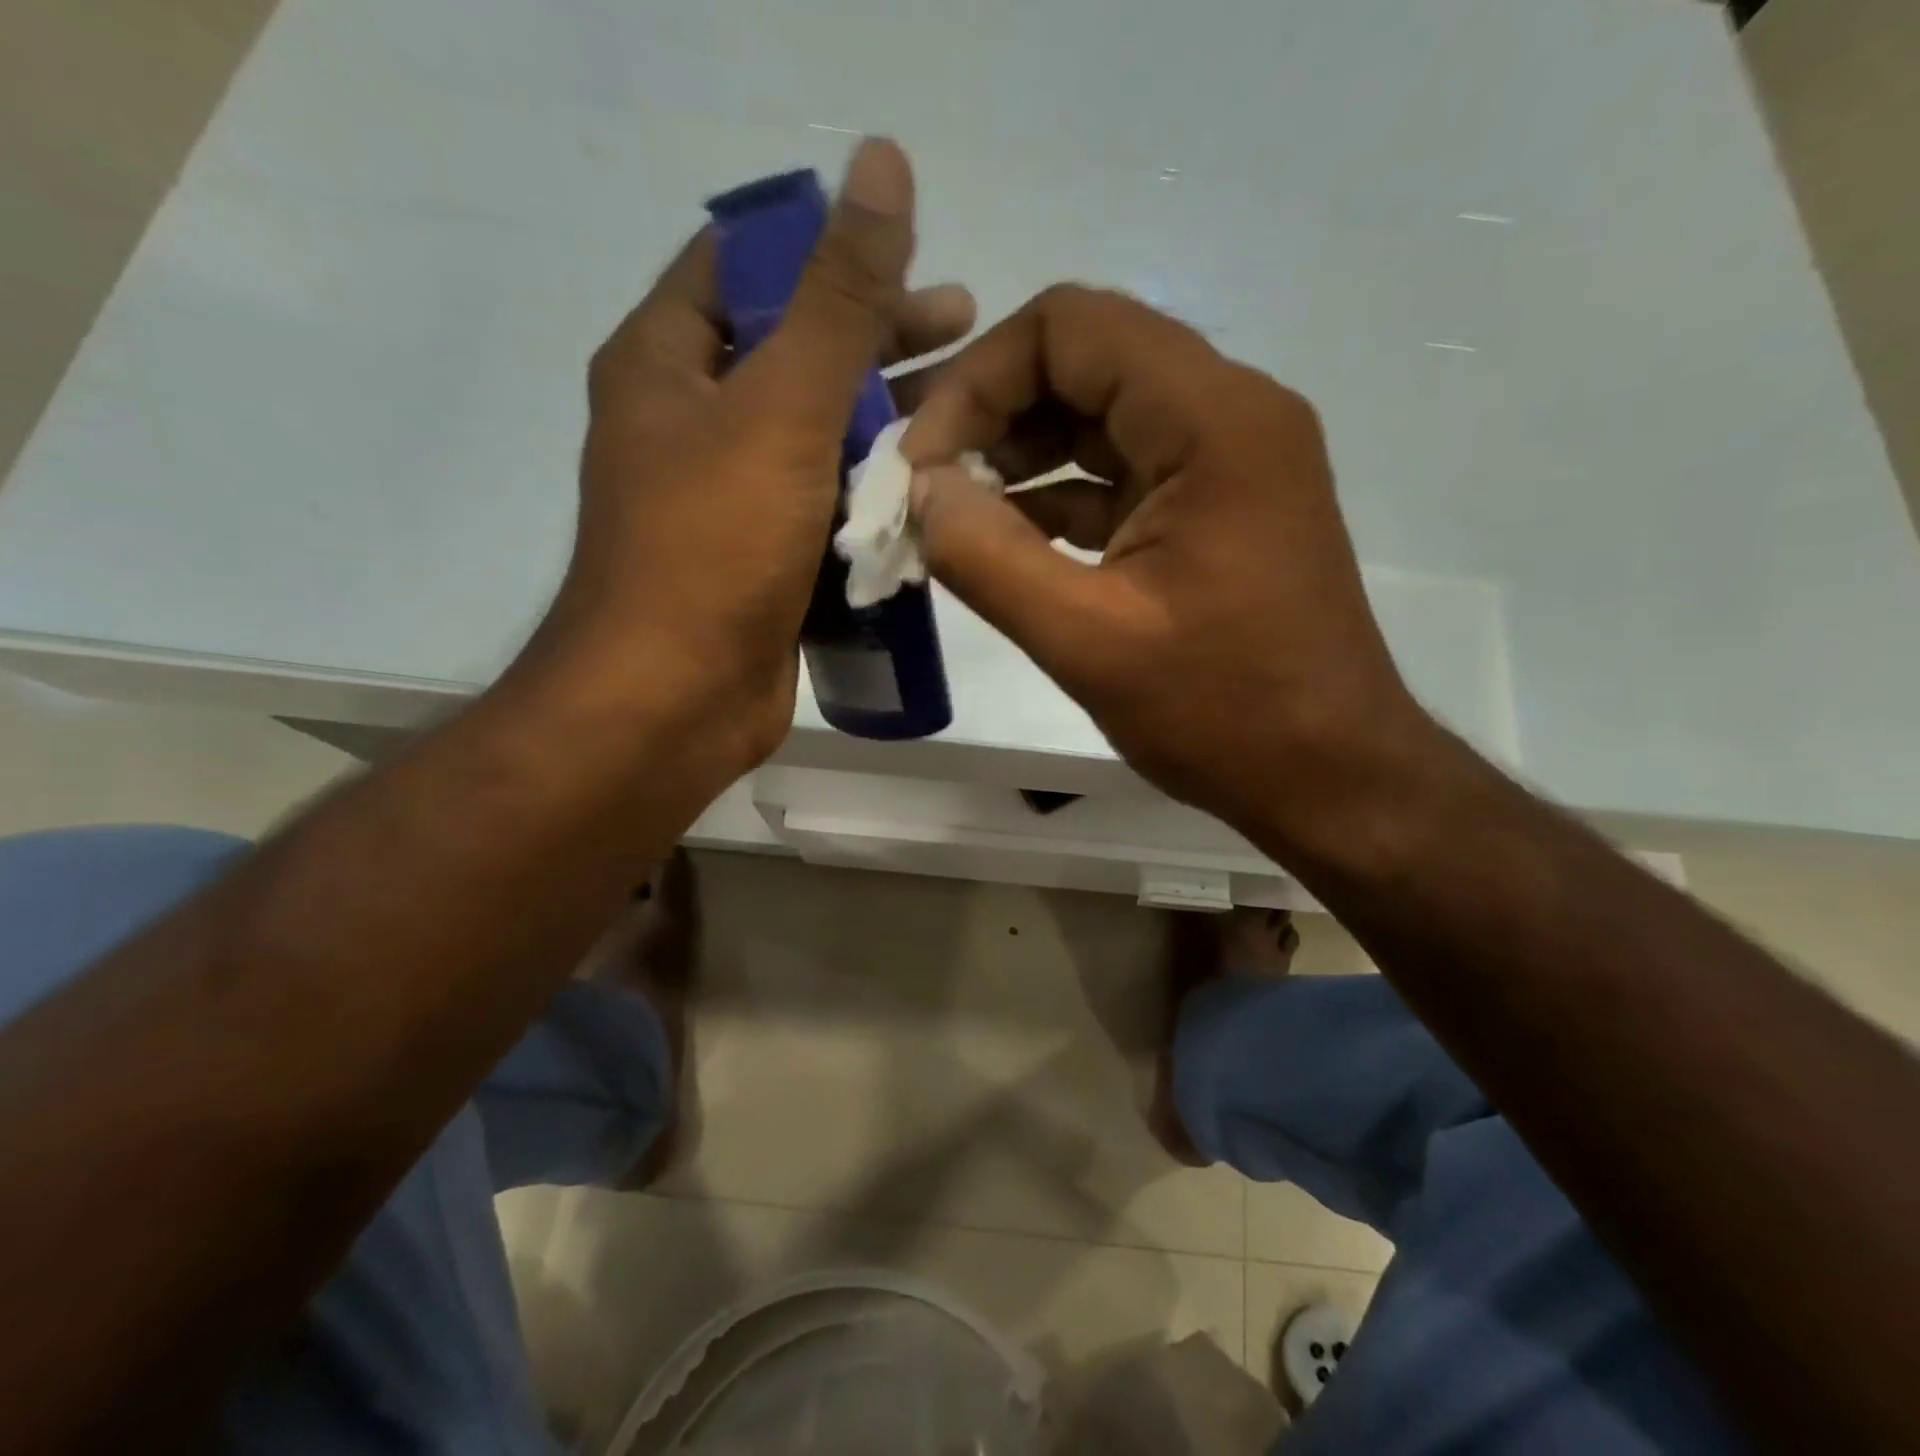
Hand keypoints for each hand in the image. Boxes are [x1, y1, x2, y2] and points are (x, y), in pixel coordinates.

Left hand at [540, 138, 973, 777]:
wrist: (674, 700)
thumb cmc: (714, 546)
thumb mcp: (782, 408)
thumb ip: (838, 298)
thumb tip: (881, 164)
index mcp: (667, 364)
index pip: (746, 266)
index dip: (824, 248)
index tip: (909, 253)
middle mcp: (689, 424)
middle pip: (793, 354)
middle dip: (878, 341)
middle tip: (966, 330)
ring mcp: (727, 499)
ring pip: (817, 438)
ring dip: (886, 426)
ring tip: (969, 418)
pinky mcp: (761, 562)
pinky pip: (823, 509)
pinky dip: (871, 497)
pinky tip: (933, 495)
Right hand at [902, 285, 1436, 850]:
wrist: (1329, 774)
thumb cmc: (1223, 712)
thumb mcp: (1087, 641)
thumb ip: (988, 558)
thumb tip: (919, 490)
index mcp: (1212, 420)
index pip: (1071, 328)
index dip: (978, 379)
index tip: (922, 459)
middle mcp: (1229, 415)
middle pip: (1086, 362)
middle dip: (992, 413)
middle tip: (924, 482)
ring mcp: (1227, 462)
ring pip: (1100, 418)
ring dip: (1020, 455)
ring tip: (950, 512)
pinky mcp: (1215, 509)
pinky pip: (1122, 474)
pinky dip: (1058, 497)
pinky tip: (1004, 539)